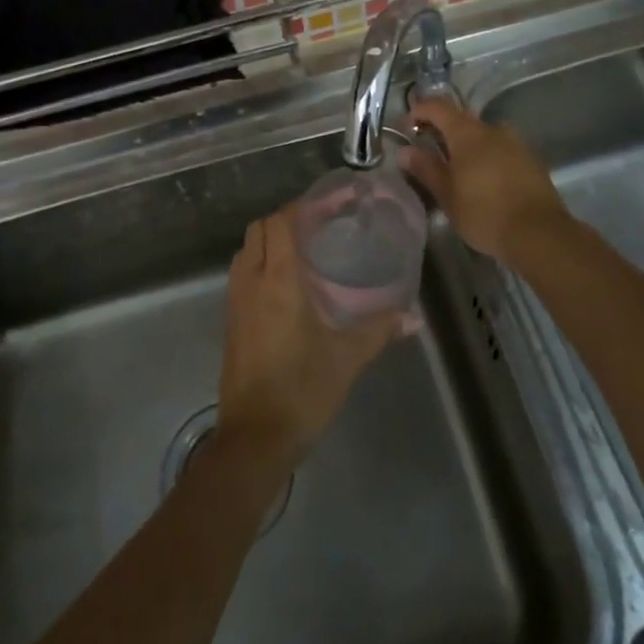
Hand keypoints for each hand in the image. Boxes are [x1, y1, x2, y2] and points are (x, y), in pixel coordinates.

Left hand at [218, 211, 404, 461]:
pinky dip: (260, 264)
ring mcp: (235, 302)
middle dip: (285, 220)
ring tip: (304, 252)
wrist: (254, 438)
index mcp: (278, 281)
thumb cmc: (301, 390)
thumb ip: (379, 330)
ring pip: (246, 251)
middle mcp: (251, 282)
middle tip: (319, 227)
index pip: (281, 223)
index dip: (302, 207)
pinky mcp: (230, 322)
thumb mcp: (347, 358)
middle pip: (259, 230)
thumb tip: (413, 316)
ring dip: (269, 241)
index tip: (330, 205)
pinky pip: (241, 275)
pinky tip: (286, 286)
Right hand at [402, 99, 570, 262]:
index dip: (419, 111)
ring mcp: (516, 143)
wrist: (539, 234)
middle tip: (429, 152)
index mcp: (468, 133)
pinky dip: (487, 157)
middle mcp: (493, 130)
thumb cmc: (484, 213)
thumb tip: (405, 151)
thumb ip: (426, 168)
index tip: (407, 127)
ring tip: (458, 170)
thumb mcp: (447, 194)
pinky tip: (484, 181)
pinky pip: (501, 149)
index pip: (438, 107)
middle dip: (442, 130)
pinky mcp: (531, 160)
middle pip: (462, 119)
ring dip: (467, 145)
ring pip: (484, 135)